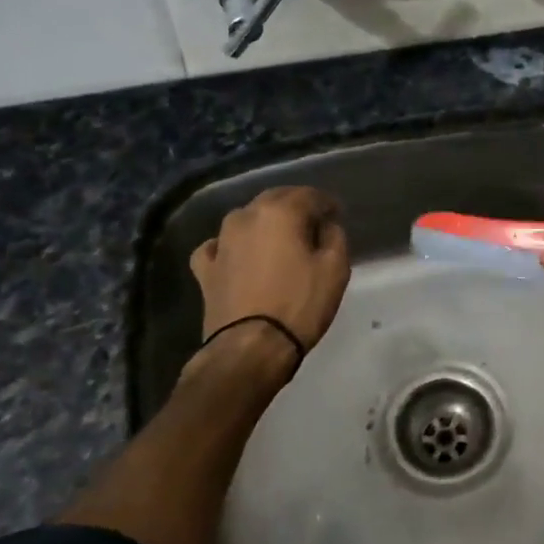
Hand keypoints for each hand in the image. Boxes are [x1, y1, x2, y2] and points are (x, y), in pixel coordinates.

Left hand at [190, 186, 350, 370]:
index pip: (309, 195)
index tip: (337, 215)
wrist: (250, 348)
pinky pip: (218, 246)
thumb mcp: (335, 269)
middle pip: (275, 199)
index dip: (327, 203)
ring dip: (265, 223)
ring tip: (280, 240)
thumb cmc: (299, 304)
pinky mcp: (205, 268)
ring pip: (246, 218)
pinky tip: (237, 255)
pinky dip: (231, 246)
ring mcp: (220, 241)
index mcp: (280, 212)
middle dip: (296, 207)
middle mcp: (246, 217)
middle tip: (313, 223)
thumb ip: (334, 237)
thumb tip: (326, 225)